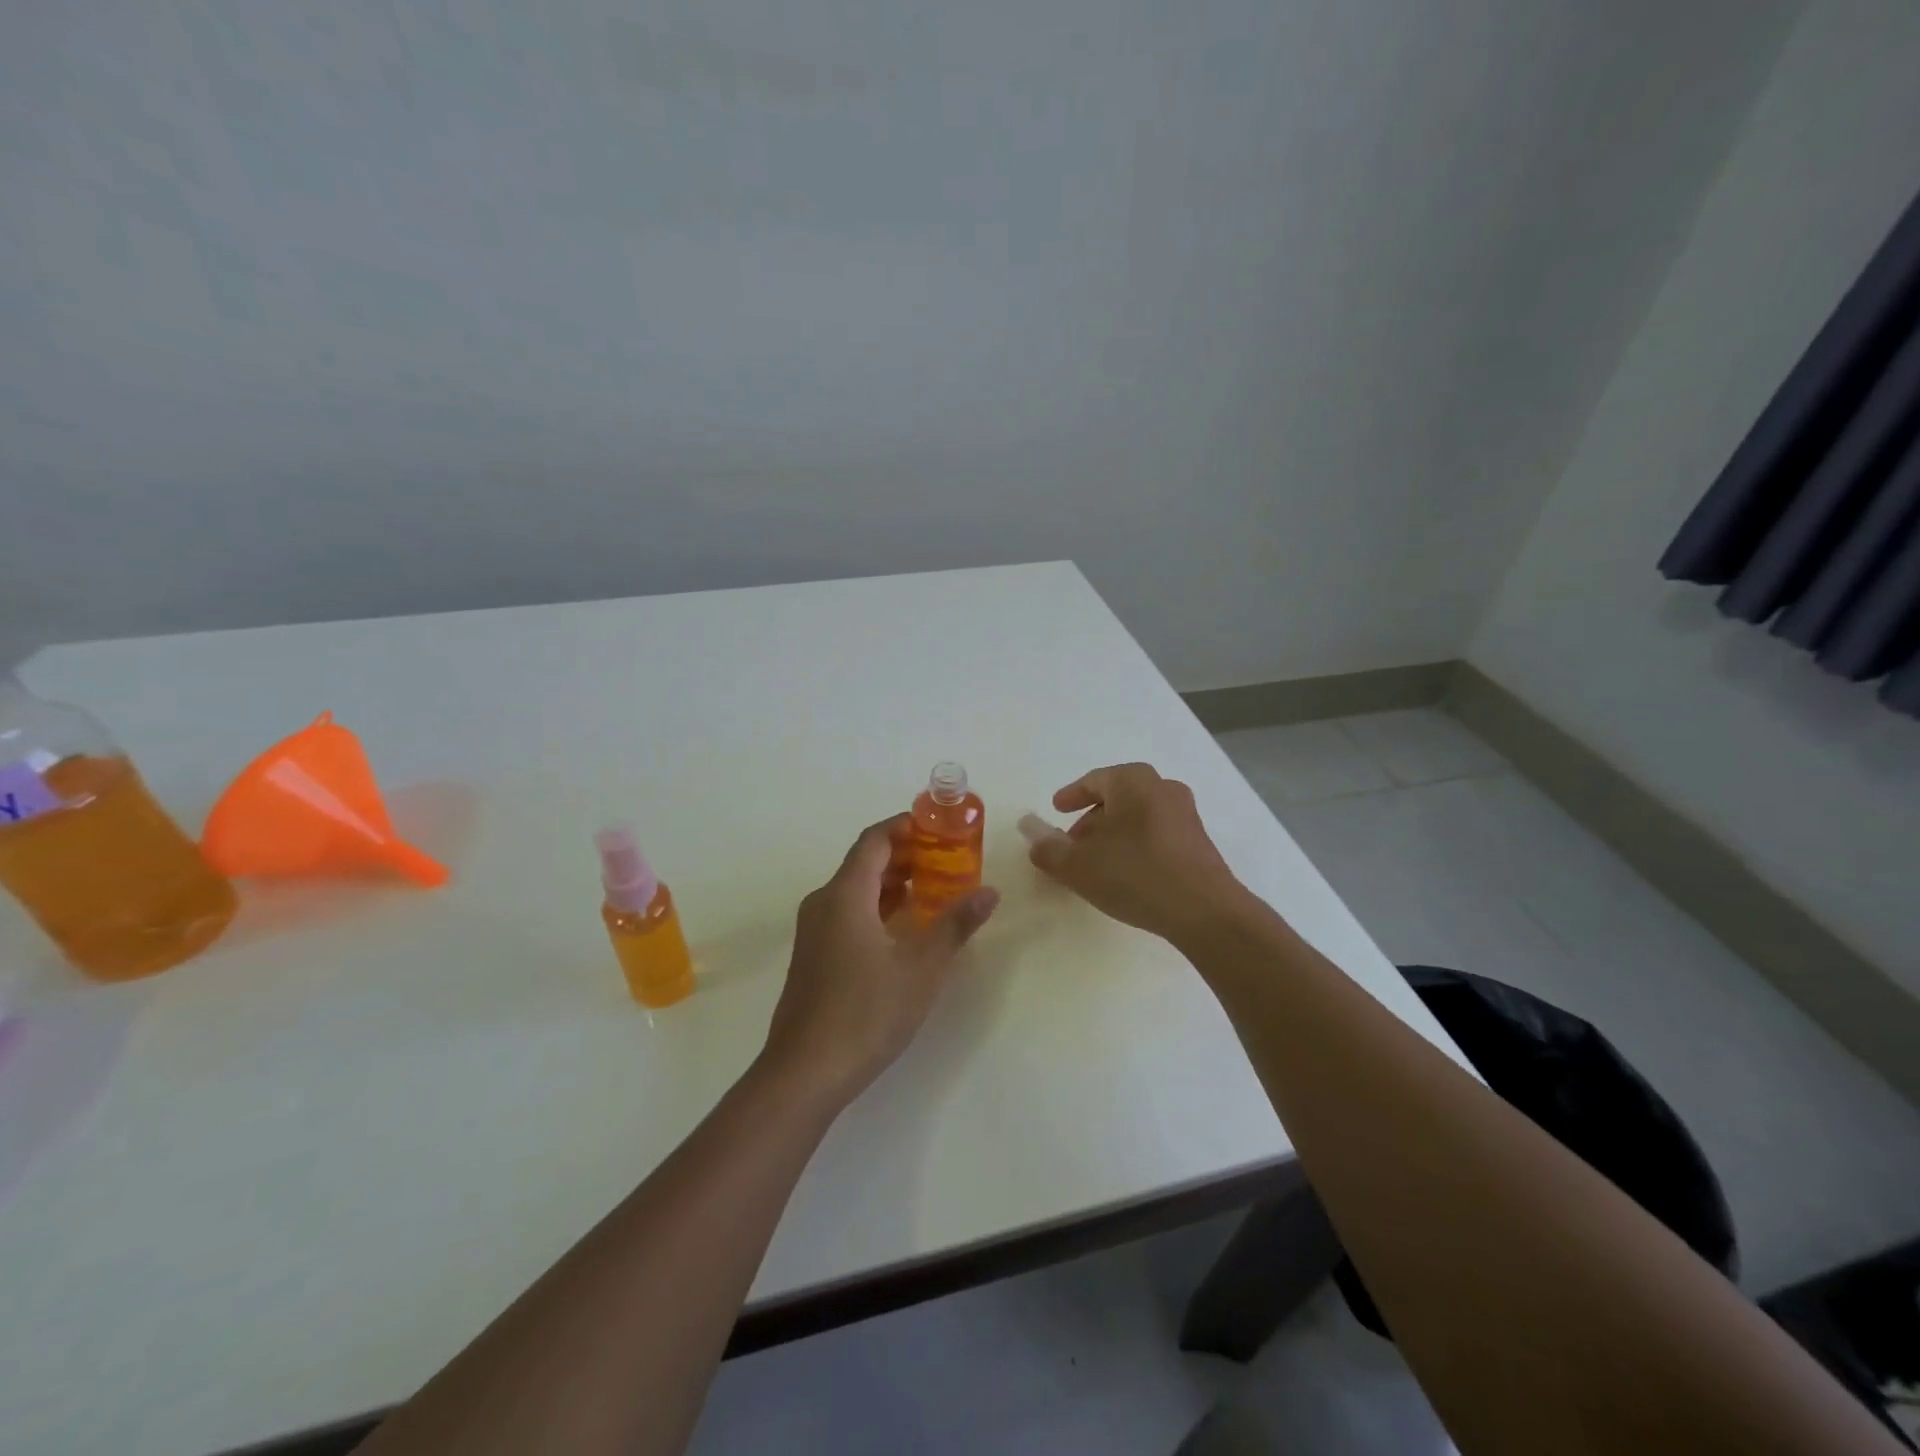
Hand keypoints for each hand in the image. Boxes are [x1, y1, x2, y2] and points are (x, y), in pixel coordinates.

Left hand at [762, 815, 999, 1105]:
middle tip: (947, 859)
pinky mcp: (813, 956)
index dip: (905, 827)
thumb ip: (955, 924)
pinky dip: (877, 907)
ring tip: (933, 890)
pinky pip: (847, 913)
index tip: (938, 827)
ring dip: (892, 884)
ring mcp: (814, 931)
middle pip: (864, 863)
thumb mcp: (921, 968)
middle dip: (905, 856)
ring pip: (855, 890)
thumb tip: (990, 892)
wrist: (805, 1072)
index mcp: (845, 895)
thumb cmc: (865, 1012)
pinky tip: (904, 929)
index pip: (874, 840)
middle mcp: (823, 903)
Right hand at [1027, 763, 1247, 942]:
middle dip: (1091, 818)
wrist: (1205, 912)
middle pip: (1117, 797)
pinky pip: (1156, 834)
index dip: (1071, 796)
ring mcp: (1185, 815)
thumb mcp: (1078, 865)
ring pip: (1138, 816)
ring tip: (1096, 862)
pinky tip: (1126, 874)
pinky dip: (1135, 845)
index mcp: (1133, 781)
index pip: (1094, 780)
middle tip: (1072, 843)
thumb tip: (1028, 828)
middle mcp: (1162, 788)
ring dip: (1113, 834)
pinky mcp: (1199, 843)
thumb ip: (1047, 847)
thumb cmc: (1135, 875)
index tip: (1056, 810)